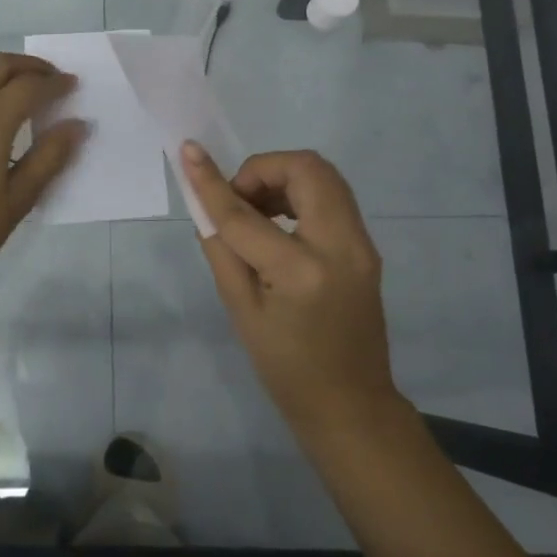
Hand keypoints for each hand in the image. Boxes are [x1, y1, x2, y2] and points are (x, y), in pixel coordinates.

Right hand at [179, 142, 395, 432]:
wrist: (351, 405)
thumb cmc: (285, 368)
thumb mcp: (240, 310)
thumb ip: (221, 247)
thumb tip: (203, 201)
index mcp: (301, 272)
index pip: (246, 214)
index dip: (213, 182)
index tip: (189, 151)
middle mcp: (341, 247)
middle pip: (306, 168)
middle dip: (264, 168)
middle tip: (239, 200)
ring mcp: (362, 244)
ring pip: (324, 175)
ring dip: (283, 178)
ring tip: (257, 213)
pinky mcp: (366, 246)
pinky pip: (332, 197)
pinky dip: (301, 193)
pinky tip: (279, 224)